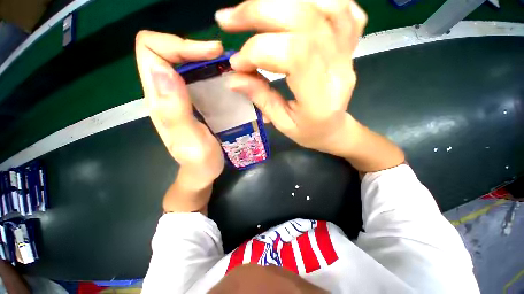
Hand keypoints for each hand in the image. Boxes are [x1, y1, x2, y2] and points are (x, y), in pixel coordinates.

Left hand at [135, 31, 224, 188]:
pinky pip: (193, 75)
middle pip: (165, 50)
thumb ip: (174, 110)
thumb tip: (162, 70)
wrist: (201, 173)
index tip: (211, 53)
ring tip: (225, 66)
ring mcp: (177, 96)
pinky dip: (207, 70)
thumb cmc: (199, 162)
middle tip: (221, 57)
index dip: (178, 44)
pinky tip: (223, 79)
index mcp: (159, 100)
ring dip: (202, 57)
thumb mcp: (189, 140)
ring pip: (180, 61)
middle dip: (193, 47)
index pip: (151, 50)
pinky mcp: (190, 101)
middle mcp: (163, 92)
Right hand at [216, 0, 366, 156]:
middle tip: (228, 19)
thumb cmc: (309, 132)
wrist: (335, 129)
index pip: (293, 54)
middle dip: (259, 13)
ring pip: (325, 5)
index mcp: (320, 98)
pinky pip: (343, 7)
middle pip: (305, 20)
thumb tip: (233, 77)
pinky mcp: (350, 45)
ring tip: (254, 10)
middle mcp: (338, 68)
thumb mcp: (283, 124)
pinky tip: (293, 7)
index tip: (237, 64)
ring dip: (283, 1)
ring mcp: (348, 52)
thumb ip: (261, 98)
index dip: (258, 51)